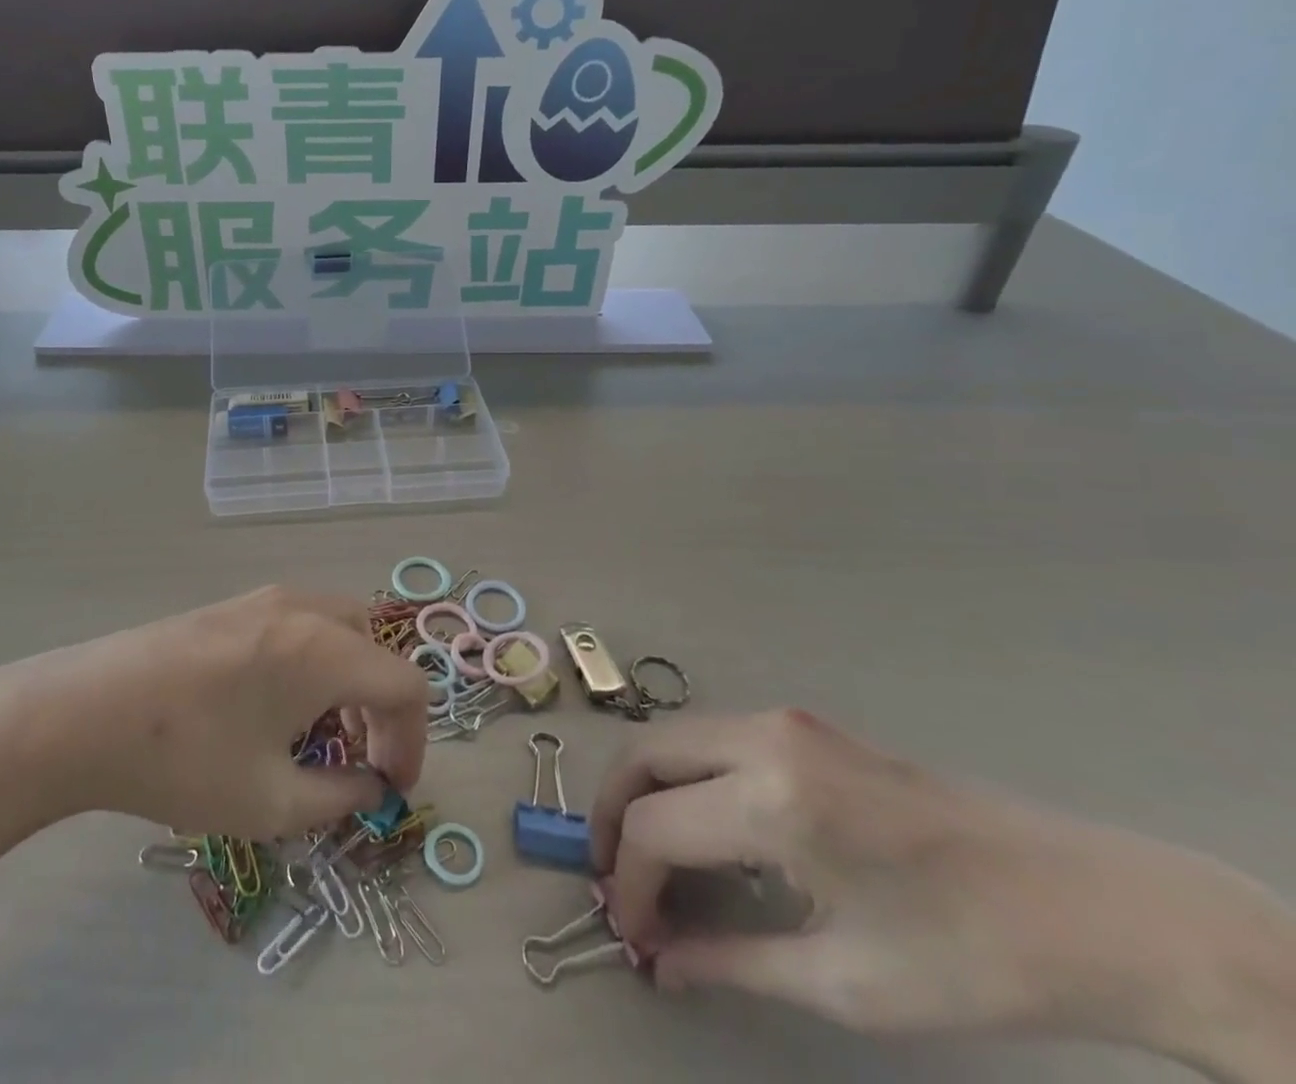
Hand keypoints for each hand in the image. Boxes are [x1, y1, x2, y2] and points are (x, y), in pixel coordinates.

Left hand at [0, 586, 428, 839]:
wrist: (84, 712)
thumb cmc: (184, 760)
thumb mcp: (270, 801)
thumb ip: (339, 797)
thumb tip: (371, 787)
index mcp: (324, 649)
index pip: (405, 684)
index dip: (413, 740)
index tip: (391, 788)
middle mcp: (304, 609)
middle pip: (374, 648)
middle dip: (380, 706)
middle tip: (357, 759)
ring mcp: (266, 598)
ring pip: (339, 629)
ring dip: (348, 680)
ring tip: (317, 734)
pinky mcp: (234, 603)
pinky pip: (301, 624)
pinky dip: (314, 661)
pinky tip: (274, 704)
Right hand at [590, 708, 1295, 1075]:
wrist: (1092, 906)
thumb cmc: (972, 959)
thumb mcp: (849, 982)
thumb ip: (734, 963)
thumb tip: (660, 961)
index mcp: (771, 803)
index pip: (653, 828)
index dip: (628, 882)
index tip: (630, 932)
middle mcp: (761, 740)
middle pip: (643, 755)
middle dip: (611, 812)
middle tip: (614, 875)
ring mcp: (781, 722)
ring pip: (671, 738)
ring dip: (645, 788)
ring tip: (649, 854)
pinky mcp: (800, 725)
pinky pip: (712, 738)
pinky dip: (683, 775)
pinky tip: (706, 828)